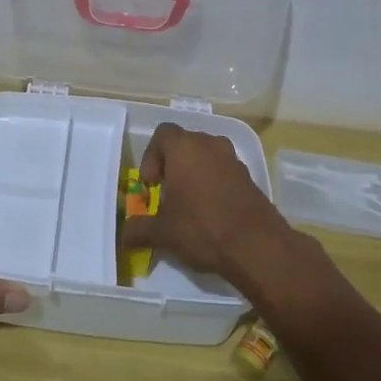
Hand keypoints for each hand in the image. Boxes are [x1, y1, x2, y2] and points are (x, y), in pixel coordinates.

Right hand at [119, 123, 292, 292]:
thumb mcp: (163, 232)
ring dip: (195, 174)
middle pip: (185, 144)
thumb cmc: (202, 227)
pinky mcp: (250, 177)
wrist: (258, 246)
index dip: (151, 156)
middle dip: (172, 166)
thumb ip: (139, 230)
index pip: (162, 134)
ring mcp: (233, 159)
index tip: (151, 184)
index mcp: (185, 148)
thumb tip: (123, 236)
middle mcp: (210, 144)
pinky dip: (214, 184)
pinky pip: (224, 172)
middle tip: (167, 195)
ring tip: (189, 205)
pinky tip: (212, 213)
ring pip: (206, 157)